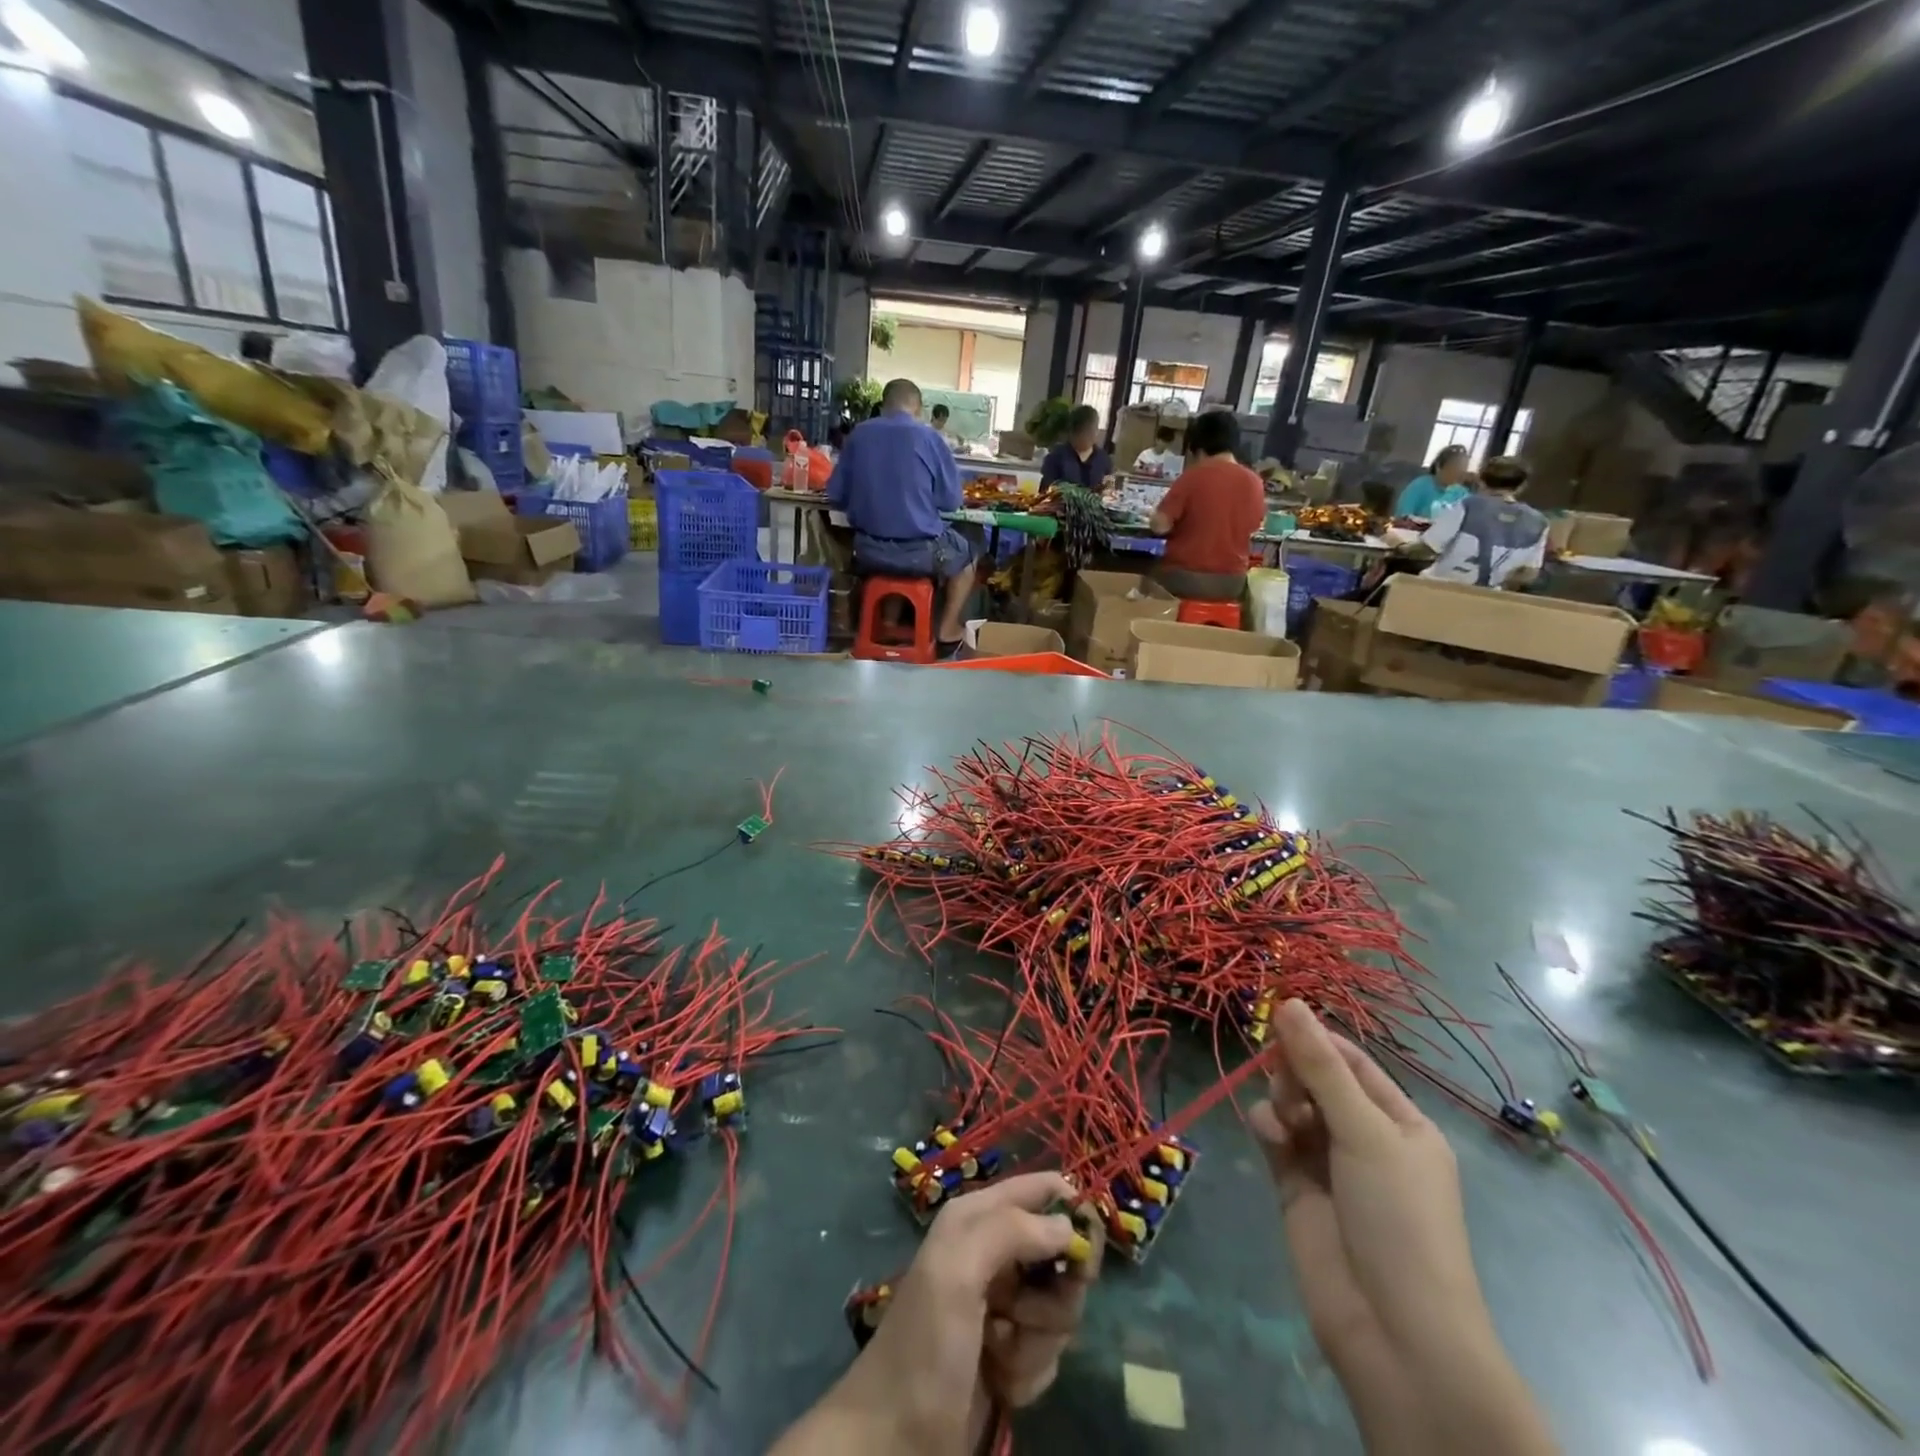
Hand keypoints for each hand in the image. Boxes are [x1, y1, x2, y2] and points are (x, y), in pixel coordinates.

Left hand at [774, 1173, 1096, 1455]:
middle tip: (1024, 1316)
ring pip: (1060, 1307)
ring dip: (1037, 1340)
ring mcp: (1004, 1305)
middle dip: (1053, 1294)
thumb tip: (1068, 1225)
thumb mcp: (957, 1272)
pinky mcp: (1012, 1352)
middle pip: (1060, 1254)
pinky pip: (1050, 1351)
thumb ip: (1010, 1232)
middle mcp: (993, 1253)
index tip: (1086, 1243)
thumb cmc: (925, 1345)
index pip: (1037, 1189)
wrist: (895, 1441)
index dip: (1069, 1207)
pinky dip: (1031, 1370)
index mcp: (976, 1218)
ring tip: (999, 1354)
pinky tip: (1001, 1383)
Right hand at [1248, 1002, 1478, 1365]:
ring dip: (1281, 1099)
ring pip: (1289, 1103)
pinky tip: (1270, 1138)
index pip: (1352, 1062)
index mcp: (1400, 1123)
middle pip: (1316, 1079)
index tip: (1279, 1019)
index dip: (1316, 1039)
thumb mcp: (1365, 1132)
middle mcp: (1365, 1137)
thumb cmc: (1399, 1218)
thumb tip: (1289, 1001)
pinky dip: (1267, 1127)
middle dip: (1295, 1071)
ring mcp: (1327, 1162)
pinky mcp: (1295, 1185)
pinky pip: (1273, 1135)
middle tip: (1287, 1081)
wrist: (1392, 1329)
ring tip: (1285, 1121)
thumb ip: (1320, 1066)